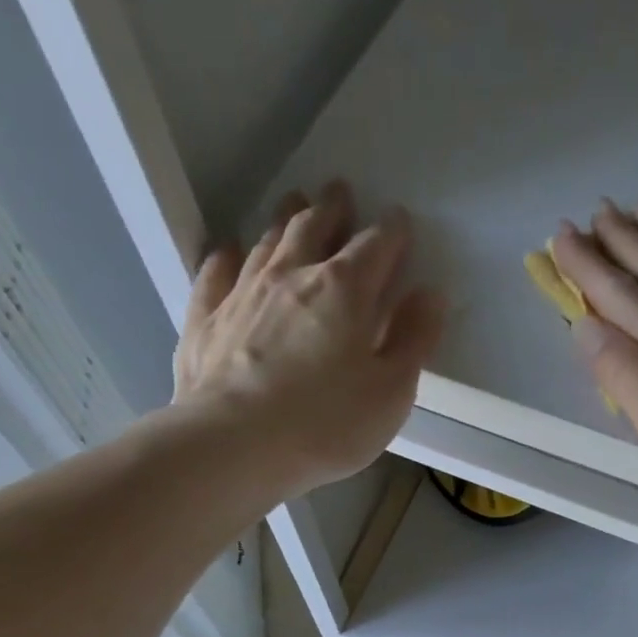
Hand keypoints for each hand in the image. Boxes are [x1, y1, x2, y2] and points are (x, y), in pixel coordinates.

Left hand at [171, 181, 443, 495]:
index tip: (402, 224)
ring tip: (295, 205)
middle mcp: (293, 274)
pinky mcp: (206, 315)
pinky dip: (229, 257)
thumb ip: (414, 341)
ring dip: (286, 220)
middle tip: (341, 193)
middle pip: (316, 226)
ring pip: (268, 240)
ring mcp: (243, 290)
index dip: (393, 233)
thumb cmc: (328, 424)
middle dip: (334, 208)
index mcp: (347, 290)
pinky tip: (231, 252)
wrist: (236, 443)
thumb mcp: (391, 392)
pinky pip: (217, 271)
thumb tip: (431, 294)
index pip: (377, 246)